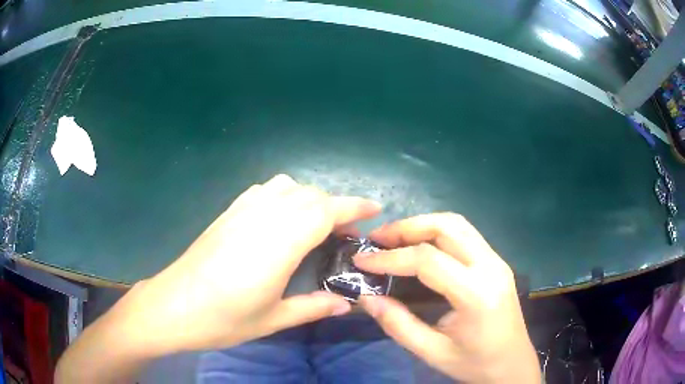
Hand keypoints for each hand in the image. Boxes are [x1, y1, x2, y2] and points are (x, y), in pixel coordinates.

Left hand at [107, 174, 380, 353]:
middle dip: (336, 206)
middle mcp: (263, 218)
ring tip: (316, 223)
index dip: (354, 206)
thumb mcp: (273, 319)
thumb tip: (347, 304)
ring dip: (310, 199)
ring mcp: (242, 210)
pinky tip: (282, 217)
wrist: (173, 305)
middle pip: (310, 196)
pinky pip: (265, 189)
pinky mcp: (228, 212)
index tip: (375, 208)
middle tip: (347, 231)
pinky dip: (284, 194)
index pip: (325, 211)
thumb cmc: (223, 318)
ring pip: (288, 186)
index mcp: (279, 244)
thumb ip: (313, 307)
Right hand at [354, 213, 540, 383]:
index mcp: (476, 294)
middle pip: (447, 227)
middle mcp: (491, 267)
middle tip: (377, 240)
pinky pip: (465, 235)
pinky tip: (419, 247)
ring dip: (422, 225)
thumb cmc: (475, 364)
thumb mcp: (432, 352)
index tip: (361, 260)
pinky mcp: (497, 263)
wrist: (513, 365)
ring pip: (457, 225)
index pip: (428, 260)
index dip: (390, 257)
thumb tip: (366, 298)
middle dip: (407, 227)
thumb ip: (397, 324)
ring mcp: (497, 261)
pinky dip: (437, 233)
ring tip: (393, 239)